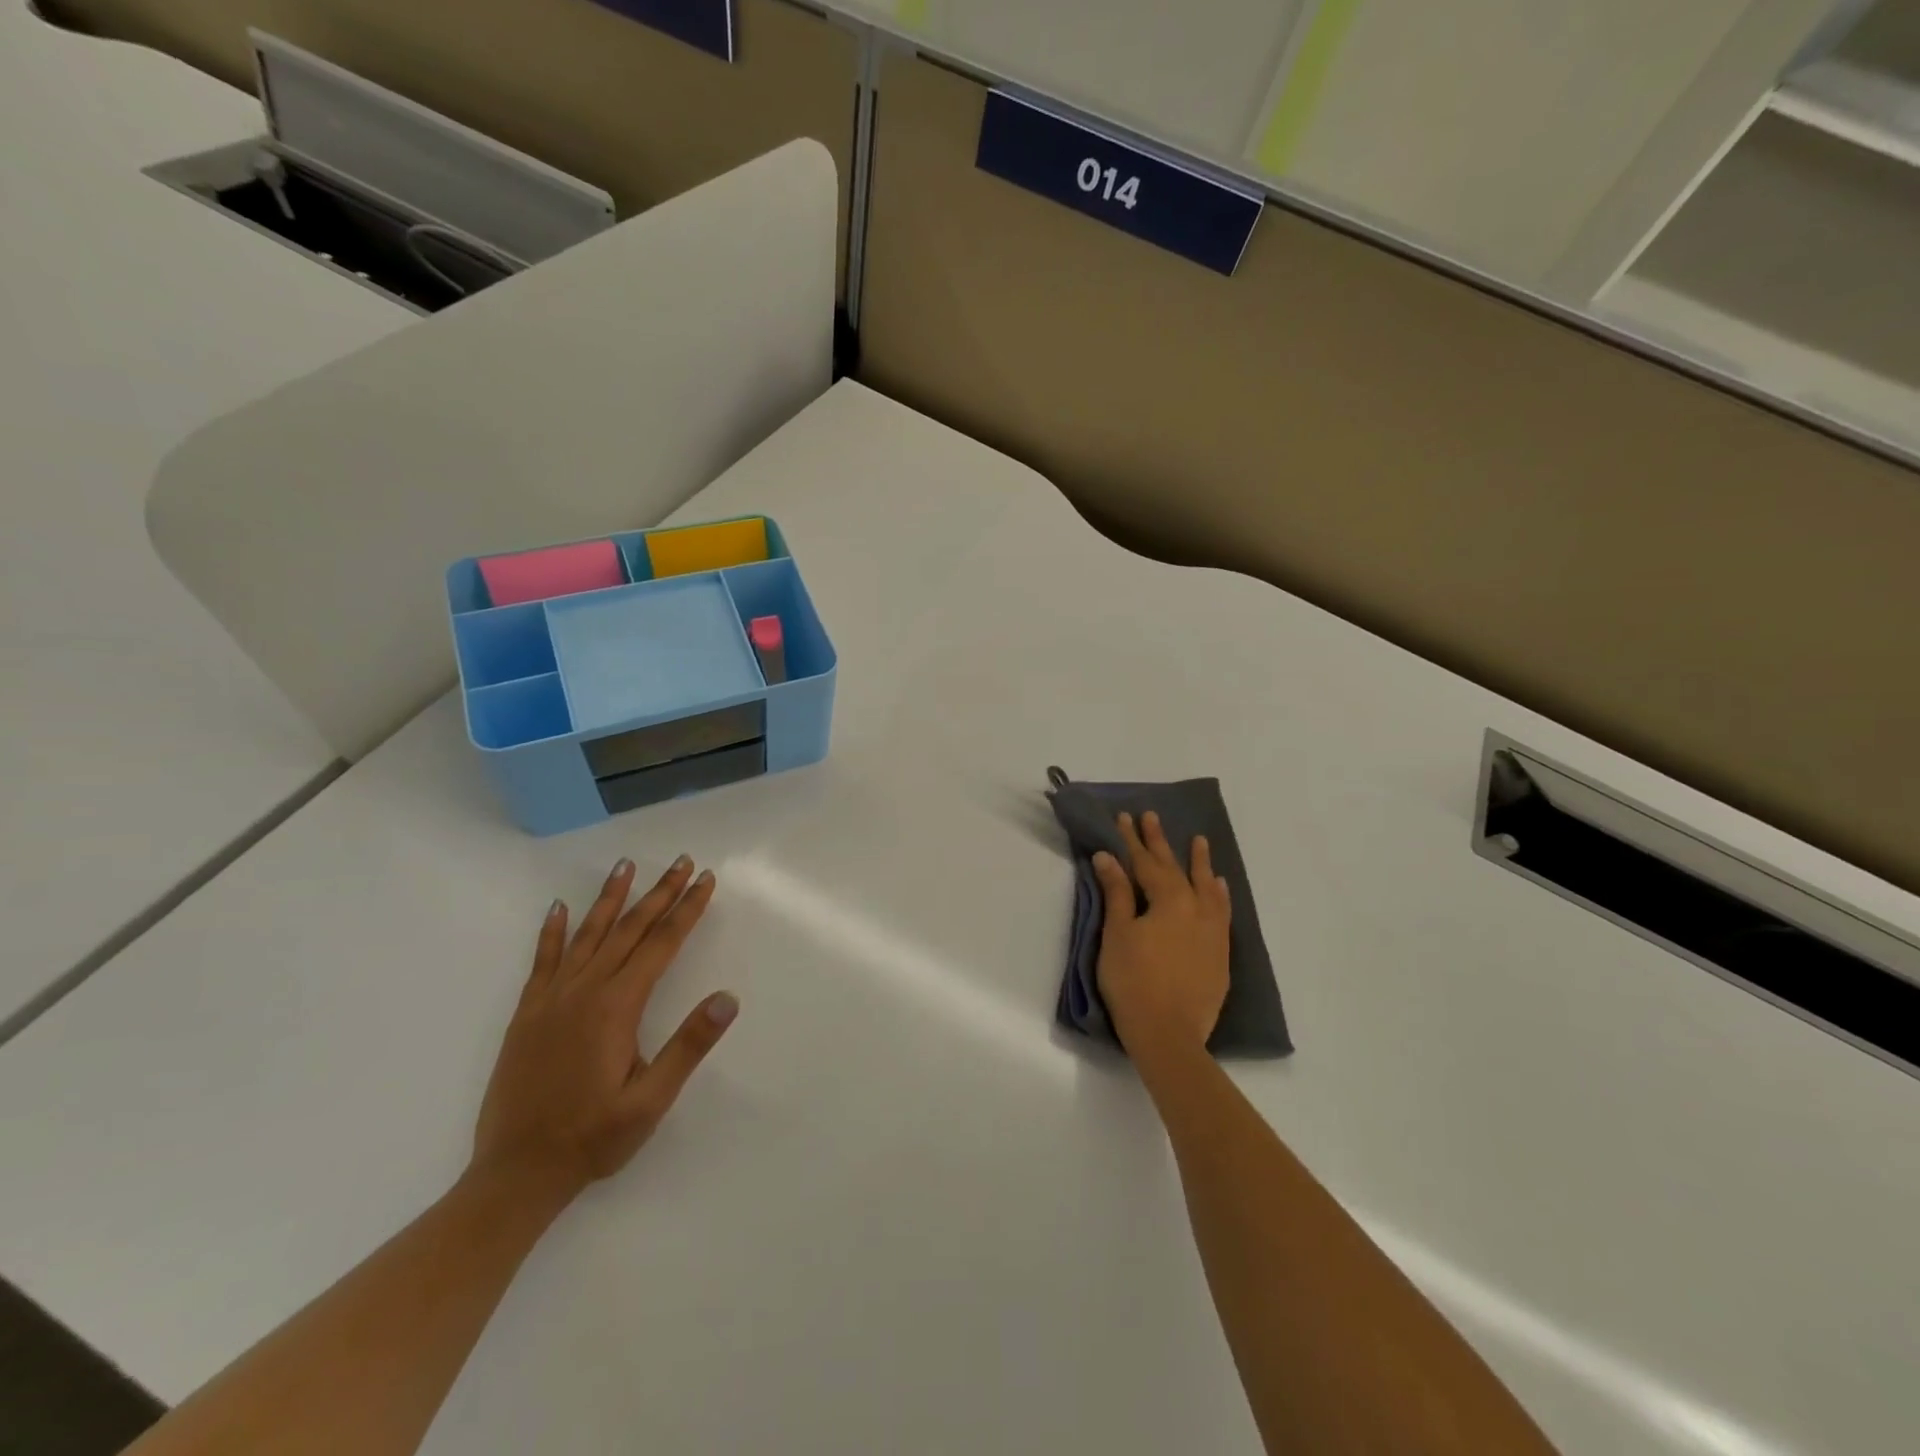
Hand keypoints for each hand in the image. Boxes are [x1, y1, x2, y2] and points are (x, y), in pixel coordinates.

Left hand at [471, 856, 737, 1206]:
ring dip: (611, 898)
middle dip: (660, 893)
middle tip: (682, 861)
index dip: (687, 909)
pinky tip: (558, 908)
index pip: (662, 944)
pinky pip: (543, 960)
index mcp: (617, 1007)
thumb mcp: (651, 1100)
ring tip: (626, 865)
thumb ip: (689, 1046)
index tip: (705, 880)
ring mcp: (551, 1000)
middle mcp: (584, 991)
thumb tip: (728, 998)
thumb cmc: (593, 1137)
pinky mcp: (528, 1014)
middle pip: (629, 929)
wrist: (515, 1174)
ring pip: (587, 935)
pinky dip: (552, 931)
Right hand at [1093, 811, 1231, 1059]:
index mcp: (1169, 900)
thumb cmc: (1133, 981)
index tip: (1124, 817)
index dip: (1132, 840)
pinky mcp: (1220, 953)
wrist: (1168, 1034)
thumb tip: (1108, 857)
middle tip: (1152, 816)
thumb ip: (1117, 893)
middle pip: (1176, 868)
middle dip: (1160, 842)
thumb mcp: (1117, 933)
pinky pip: (1223, 912)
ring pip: (1206, 887)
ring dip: (1200, 863)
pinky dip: (1219, 895)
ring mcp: (1212, 931)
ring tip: (1201, 841)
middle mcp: (1196, 908)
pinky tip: (1219, 887)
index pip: (1146, 862)